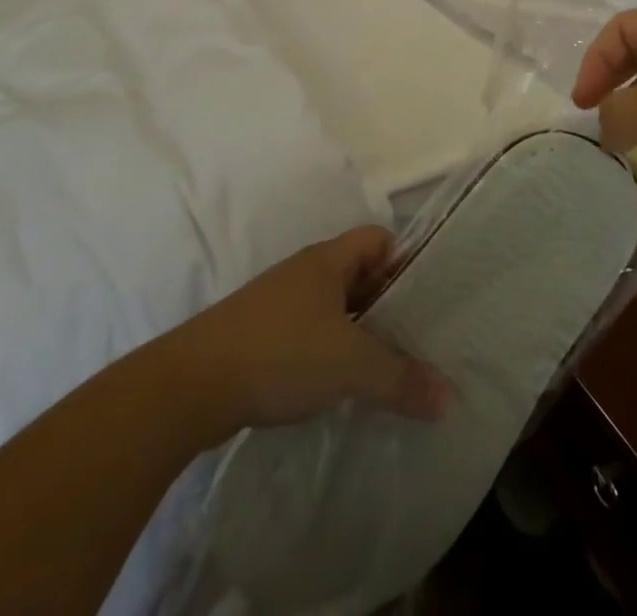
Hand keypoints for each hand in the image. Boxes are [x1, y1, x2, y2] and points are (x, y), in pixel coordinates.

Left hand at [183, 226, 450, 435]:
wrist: (189, 387)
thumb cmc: (280, 352)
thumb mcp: (350, 364)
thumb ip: (400, 378)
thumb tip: (447, 398)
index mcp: (327, 259)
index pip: (379, 239)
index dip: (405, 260)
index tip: (427, 296)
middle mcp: (305, 273)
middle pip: (359, 274)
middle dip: (387, 303)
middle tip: (417, 337)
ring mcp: (278, 305)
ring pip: (333, 308)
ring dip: (358, 332)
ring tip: (385, 367)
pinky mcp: (258, 339)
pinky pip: (309, 334)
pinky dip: (329, 353)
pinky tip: (338, 386)